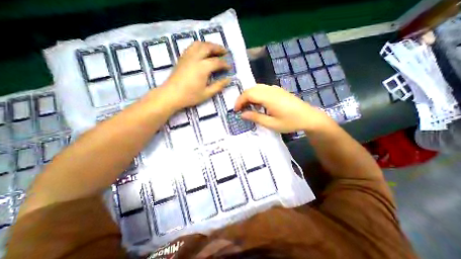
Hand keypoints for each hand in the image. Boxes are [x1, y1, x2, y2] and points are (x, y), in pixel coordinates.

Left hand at [162, 42, 234, 110]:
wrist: (171, 95)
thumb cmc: (190, 96)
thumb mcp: (207, 93)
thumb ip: (219, 86)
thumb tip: (229, 80)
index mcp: (202, 67)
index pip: (217, 62)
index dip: (225, 64)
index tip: (230, 67)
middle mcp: (195, 58)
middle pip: (208, 47)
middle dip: (218, 48)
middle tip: (225, 52)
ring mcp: (187, 56)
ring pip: (199, 44)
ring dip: (209, 45)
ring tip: (214, 50)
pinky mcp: (182, 58)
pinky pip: (192, 47)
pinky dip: (200, 46)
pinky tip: (202, 52)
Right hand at [234, 84, 335, 133]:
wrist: (309, 117)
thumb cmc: (290, 122)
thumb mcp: (271, 124)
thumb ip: (255, 117)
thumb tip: (242, 114)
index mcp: (269, 98)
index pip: (248, 94)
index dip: (239, 101)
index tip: (235, 110)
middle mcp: (271, 90)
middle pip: (251, 89)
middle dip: (242, 98)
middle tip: (240, 109)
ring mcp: (275, 89)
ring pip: (257, 88)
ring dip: (249, 96)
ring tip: (247, 107)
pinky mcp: (278, 91)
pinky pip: (263, 89)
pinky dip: (256, 95)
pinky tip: (258, 104)